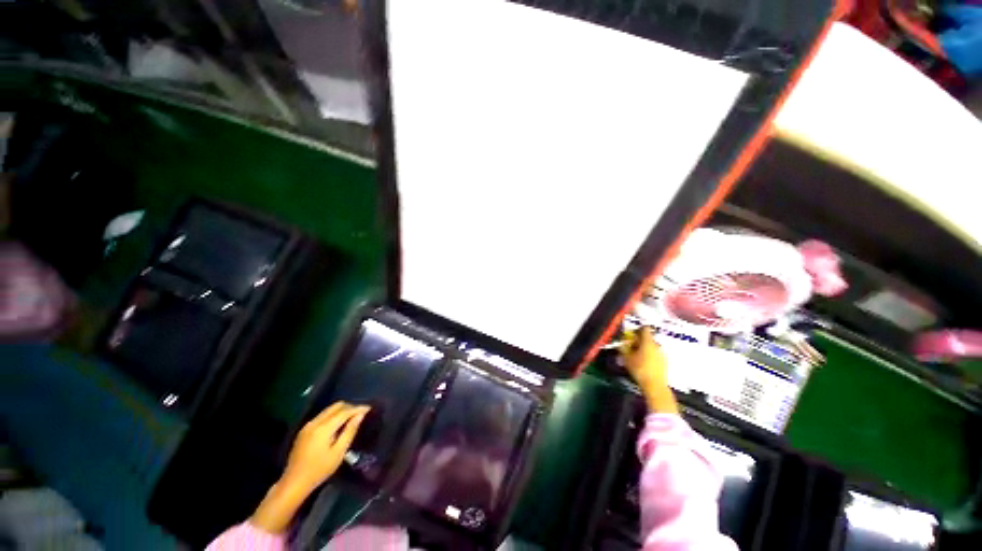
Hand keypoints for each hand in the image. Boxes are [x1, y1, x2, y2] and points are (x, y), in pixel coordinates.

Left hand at [283, 401, 369, 490]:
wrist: (294, 482)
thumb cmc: (319, 470)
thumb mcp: (338, 452)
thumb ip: (350, 431)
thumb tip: (361, 415)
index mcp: (323, 428)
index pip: (344, 411)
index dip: (358, 408)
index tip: (369, 408)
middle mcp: (315, 422)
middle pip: (336, 406)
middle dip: (350, 407)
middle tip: (361, 414)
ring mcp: (308, 425)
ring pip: (329, 410)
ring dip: (342, 411)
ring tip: (352, 418)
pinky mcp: (305, 430)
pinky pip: (323, 416)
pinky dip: (333, 416)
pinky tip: (338, 425)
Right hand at [621, 327, 677, 413]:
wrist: (655, 386)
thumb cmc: (639, 369)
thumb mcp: (626, 358)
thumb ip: (623, 348)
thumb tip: (620, 342)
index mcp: (647, 342)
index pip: (645, 328)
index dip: (637, 329)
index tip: (631, 335)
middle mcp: (656, 345)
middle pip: (647, 338)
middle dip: (638, 341)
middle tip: (630, 348)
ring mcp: (662, 354)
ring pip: (651, 347)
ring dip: (643, 349)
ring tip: (635, 357)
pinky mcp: (664, 362)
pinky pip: (655, 354)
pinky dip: (649, 356)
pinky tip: (643, 364)